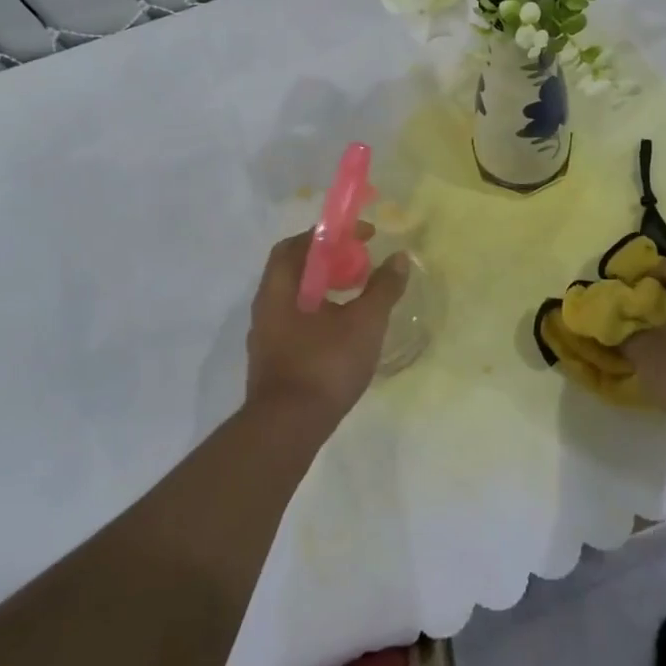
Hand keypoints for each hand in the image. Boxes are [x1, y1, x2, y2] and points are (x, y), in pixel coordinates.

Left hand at [244, 224, 409, 427]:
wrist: (286, 431)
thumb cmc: (324, 366)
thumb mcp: (364, 323)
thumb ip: (383, 288)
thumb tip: (399, 258)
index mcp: (280, 288)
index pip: (298, 244)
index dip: (330, 234)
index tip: (362, 236)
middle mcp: (266, 306)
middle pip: (296, 268)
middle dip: (330, 260)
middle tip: (360, 264)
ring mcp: (266, 336)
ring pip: (296, 297)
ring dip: (325, 288)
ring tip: (357, 295)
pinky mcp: (273, 360)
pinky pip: (296, 321)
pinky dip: (320, 313)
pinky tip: (343, 329)